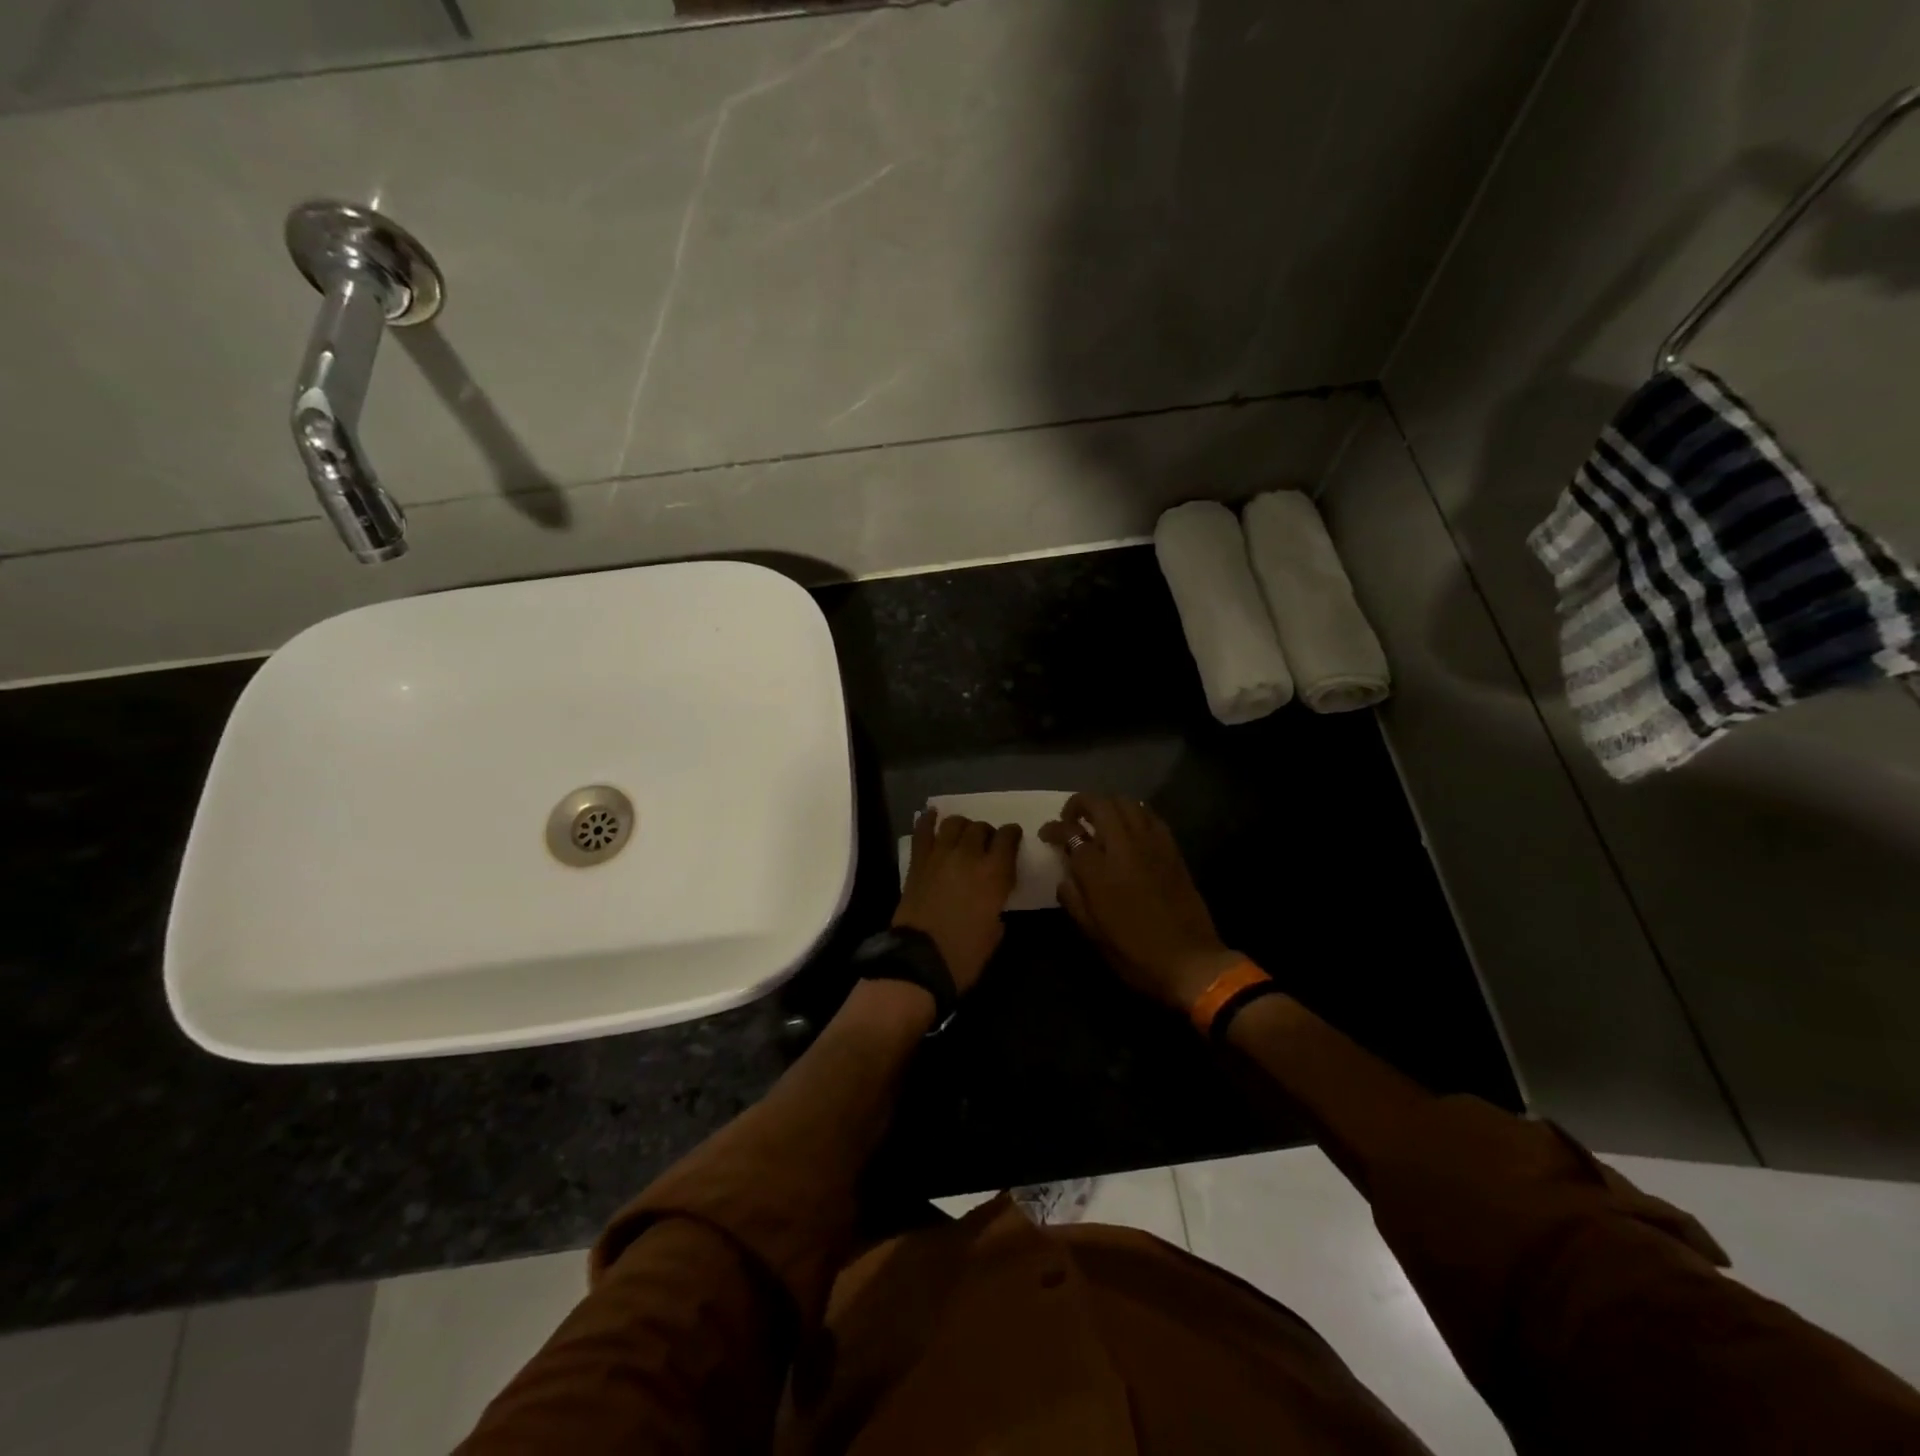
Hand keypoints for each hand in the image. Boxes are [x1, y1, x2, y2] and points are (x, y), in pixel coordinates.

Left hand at [893, 812, 1022, 993]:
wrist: (919, 960)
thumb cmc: (964, 955)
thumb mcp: (995, 933)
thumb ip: (997, 907)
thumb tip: (992, 900)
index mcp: (994, 874)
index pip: (1008, 838)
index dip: (1012, 835)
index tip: (1012, 838)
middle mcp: (969, 856)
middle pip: (981, 828)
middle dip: (987, 833)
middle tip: (986, 845)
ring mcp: (940, 856)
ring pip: (954, 823)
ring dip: (962, 826)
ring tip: (963, 835)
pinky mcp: (918, 862)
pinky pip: (922, 832)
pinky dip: (928, 820)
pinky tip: (932, 814)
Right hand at [1040, 794, 1241, 1012]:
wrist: (1190, 962)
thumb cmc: (1135, 954)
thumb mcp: (1092, 933)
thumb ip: (1073, 898)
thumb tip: (1066, 877)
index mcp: (1098, 871)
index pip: (1069, 833)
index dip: (1053, 829)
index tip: (1047, 834)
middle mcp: (1123, 847)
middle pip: (1098, 804)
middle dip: (1079, 804)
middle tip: (1071, 819)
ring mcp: (1151, 844)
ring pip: (1126, 802)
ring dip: (1107, 804)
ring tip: (1100, 820)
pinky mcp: (1172, 848)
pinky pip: (1150, 815)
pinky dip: (1134, 813)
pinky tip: (1129, 829)